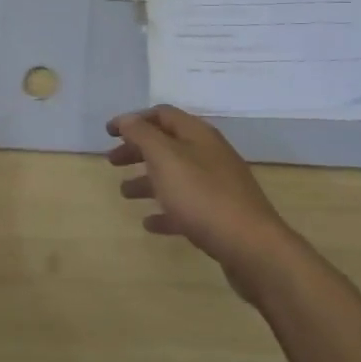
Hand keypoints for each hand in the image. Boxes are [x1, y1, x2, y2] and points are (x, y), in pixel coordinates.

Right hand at [107, 106, 295, 302]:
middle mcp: (209, 154)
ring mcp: (217, 185)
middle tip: (112, 162)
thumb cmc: (203, 196)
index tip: (109, 133)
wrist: (252, 246)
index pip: (162, 115)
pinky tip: (150, 223)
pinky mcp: (220, 215)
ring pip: (176, 176)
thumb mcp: (166, 158)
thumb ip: (143, 136)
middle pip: (168, 144)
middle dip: (138, 150)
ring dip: (148, 180)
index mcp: (198, 135)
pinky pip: (187, 207)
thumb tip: (127, 119)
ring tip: (125, 193)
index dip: (134, 120)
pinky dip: (166, 210)